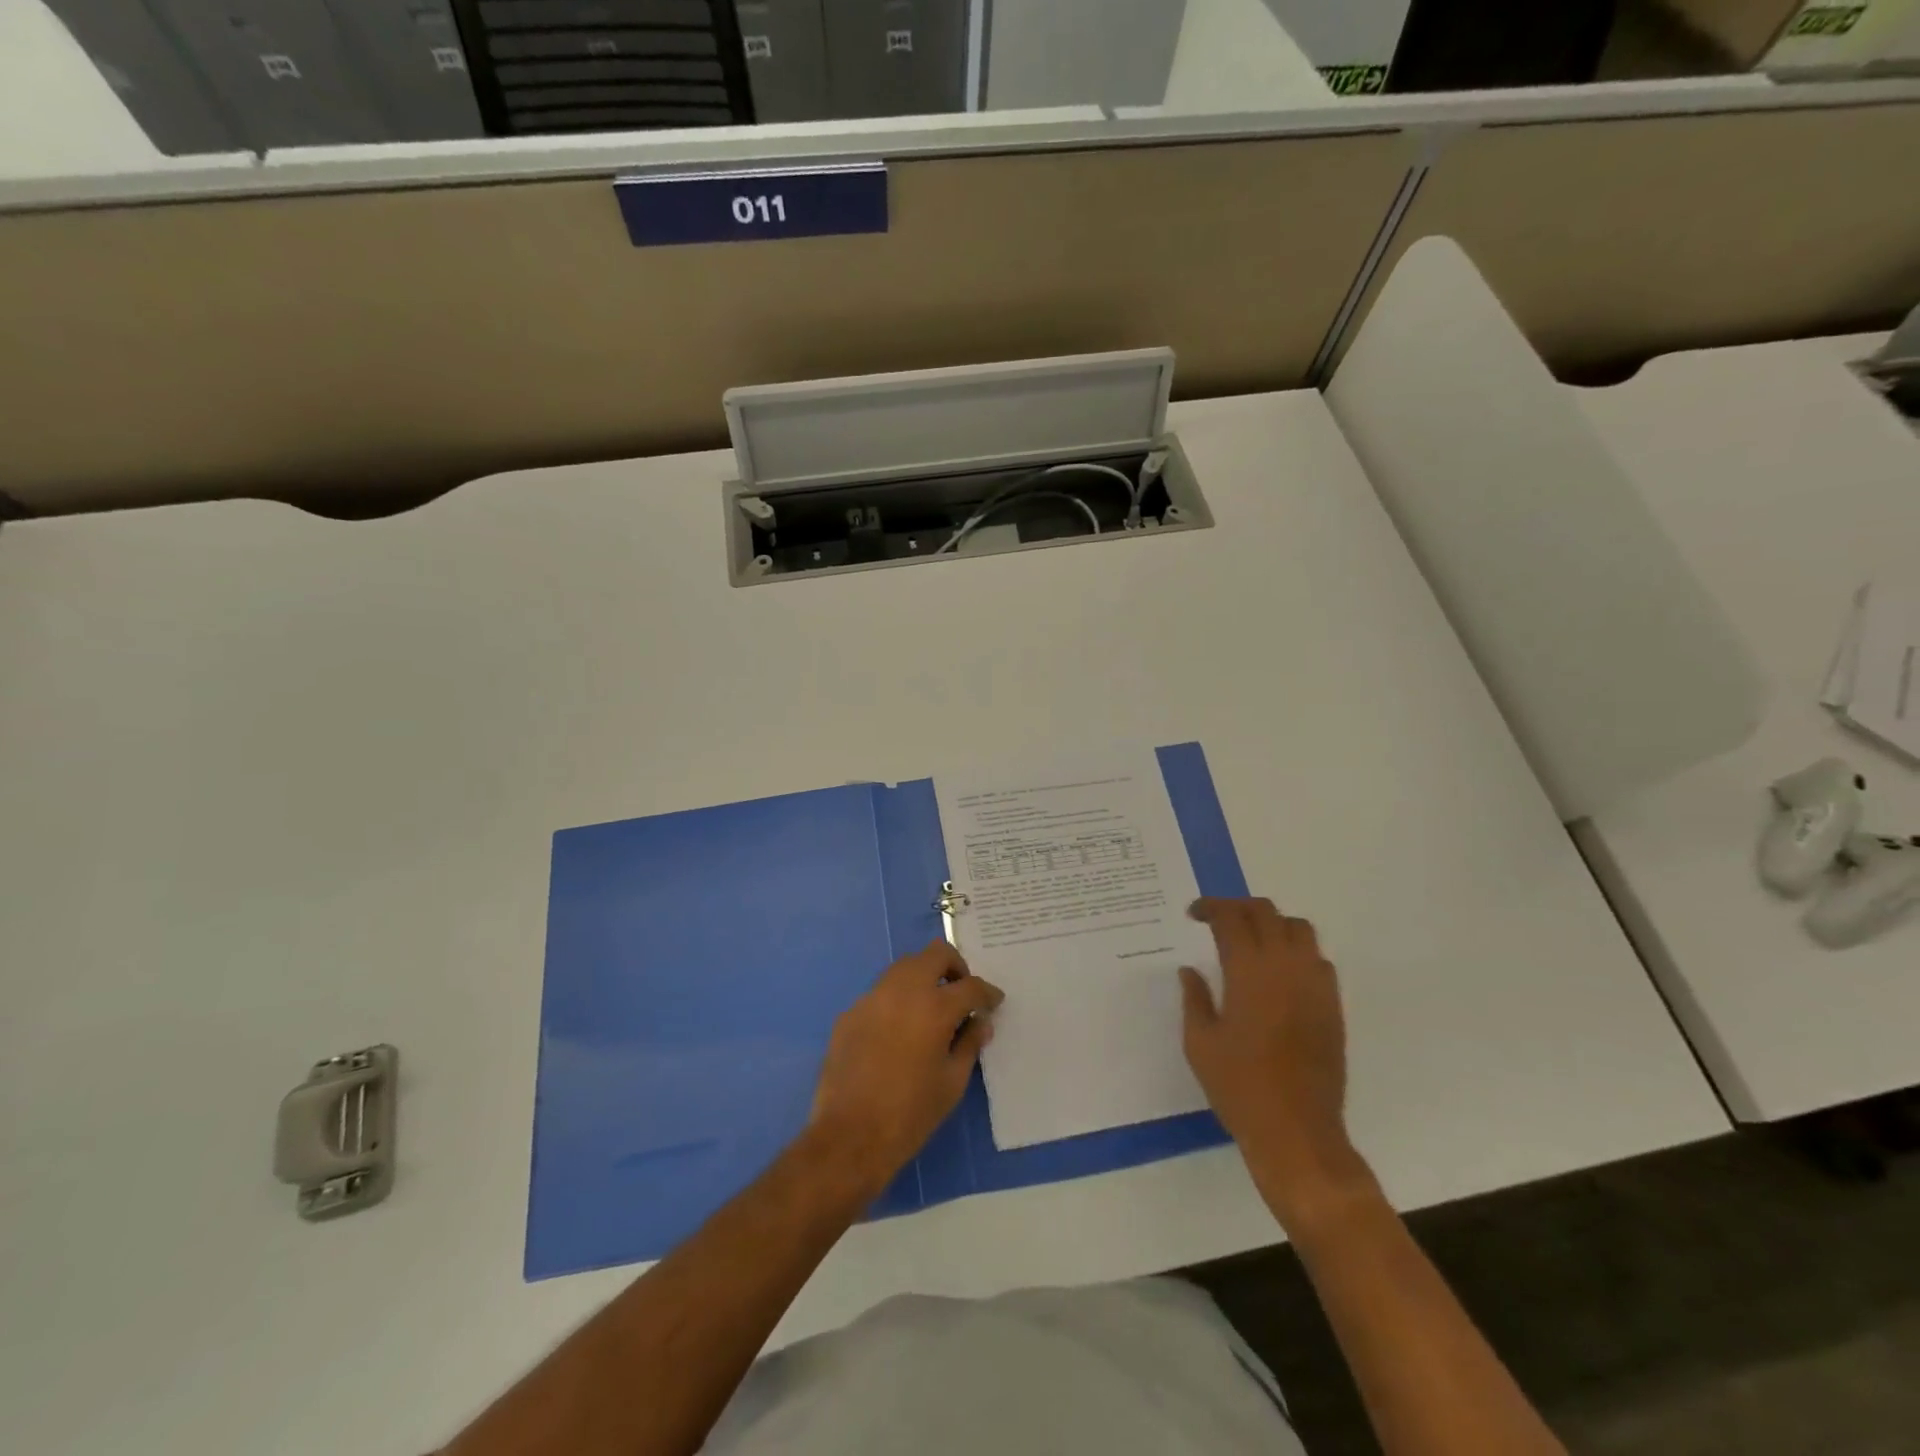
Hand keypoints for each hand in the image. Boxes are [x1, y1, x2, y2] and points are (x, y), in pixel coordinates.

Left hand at [809, 941, 1002, 1198]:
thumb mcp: (952, 1082)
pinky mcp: (850, 1012)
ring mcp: (872, 997)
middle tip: (961, 992)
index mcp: (935, 1007)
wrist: (849, 1135)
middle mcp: (903, 990)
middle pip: (935, 954)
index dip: (987, 993)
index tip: (993, 1002)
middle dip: (955, 967)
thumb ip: (969, 1044)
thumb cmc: (911, 1113)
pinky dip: (897, 999)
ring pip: (904, 966)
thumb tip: (980, 1023)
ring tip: (931, 1007)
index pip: (971, 986)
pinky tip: (898, 1030)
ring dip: (924, 977)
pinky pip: (881, 992)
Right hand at [1179, 898, 1372, 1232]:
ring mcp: (1314, 984)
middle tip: (1218, 920)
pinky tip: (1280, 972)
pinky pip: (1318, 958)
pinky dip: (1297, 950)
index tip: (1193, 914)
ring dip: (1272, 923)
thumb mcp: (1199, 1042)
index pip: (1231, 917)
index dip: (1210, 907)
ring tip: (1252, 939)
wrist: (1296, 1129)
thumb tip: (1190, 971)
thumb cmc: (1238, 1086)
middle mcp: (1284, 966)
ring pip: (1298, 928)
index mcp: (1248, 970)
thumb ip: (1194, 998)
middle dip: (1238, 907)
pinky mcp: (1332, 1005)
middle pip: (1265, 911)